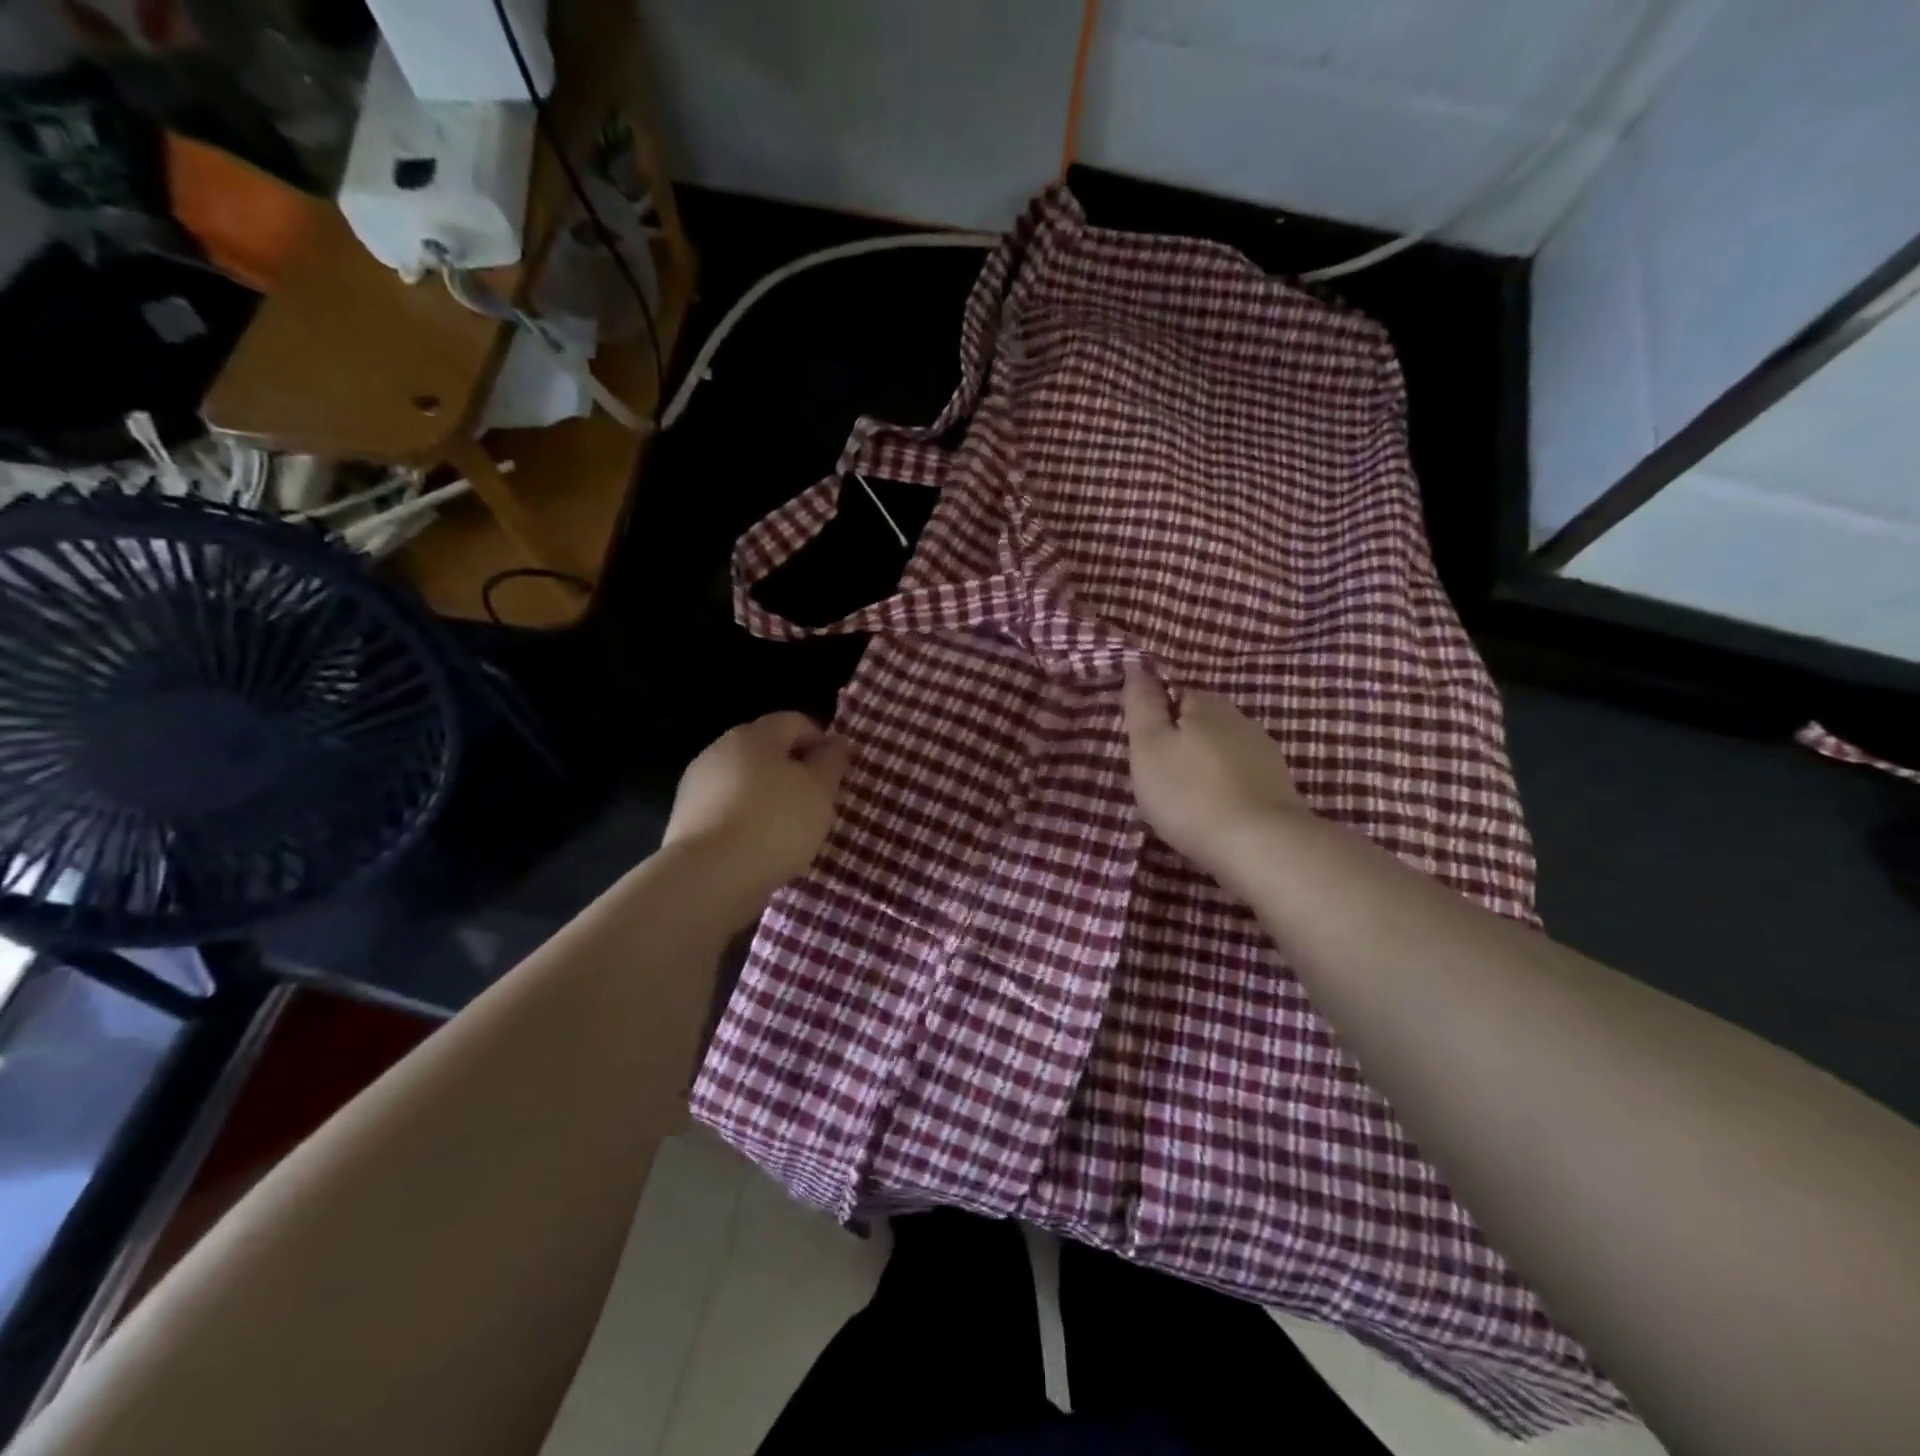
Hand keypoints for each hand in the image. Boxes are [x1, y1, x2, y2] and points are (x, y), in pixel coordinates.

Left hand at [663, 712, 851, 910]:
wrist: (710, 876)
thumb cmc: (776, 823)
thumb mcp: (820, 790)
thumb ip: (832, 760)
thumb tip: (836, 741)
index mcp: (754, 735)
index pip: (795, 722)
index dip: (821, 744)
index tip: (835, 777)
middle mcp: (720, 749)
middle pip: (767, 751)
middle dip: (793, 772)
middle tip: (816, 805)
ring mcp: (697, 784)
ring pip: (745, 781)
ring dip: (768, 798)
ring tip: (788, 832)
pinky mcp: (685, 819)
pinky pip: (727, 810)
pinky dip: (746, 821)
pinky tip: (758, 847)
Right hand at [1122, 663, 1309, 883]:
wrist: (1260, 845)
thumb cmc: (1190, 793)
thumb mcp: (1149, 746)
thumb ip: (1142, 704)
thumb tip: (1138, 666)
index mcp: (1206, 705)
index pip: (1175, 694)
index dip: (1155, 718)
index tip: (1142, 748)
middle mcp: (1240, 720)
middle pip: (1200, 723)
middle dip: (1180, 743)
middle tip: (1158, 778)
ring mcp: (1264, 754)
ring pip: (1221, 751)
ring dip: (1203, 767)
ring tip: (1184, 800)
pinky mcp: (1278, 787)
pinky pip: (1239, 777)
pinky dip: (1224, 788)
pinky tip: (1214, 811)